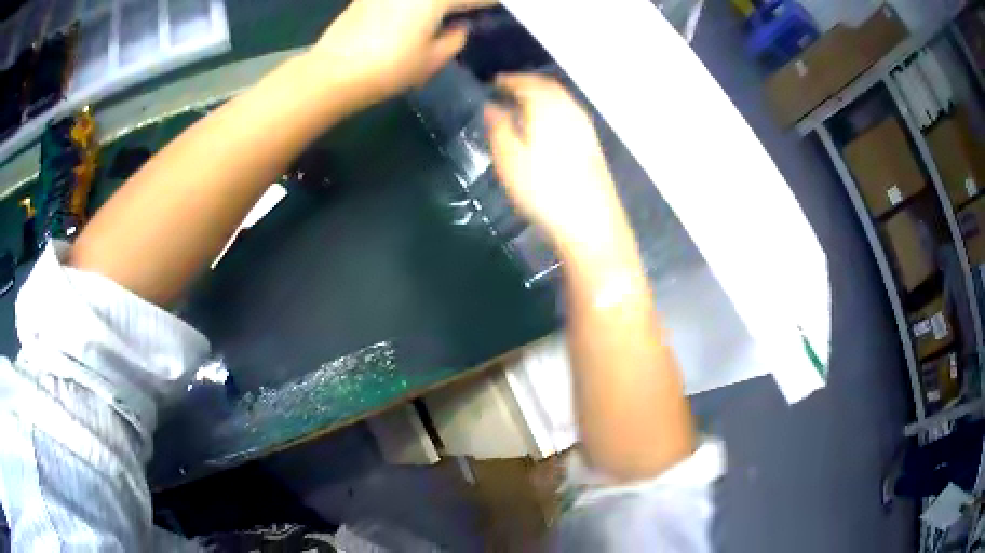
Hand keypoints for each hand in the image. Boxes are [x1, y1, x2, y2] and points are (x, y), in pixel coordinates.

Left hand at [309, 0, 495, 111]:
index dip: (490, 4)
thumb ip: (454, 39)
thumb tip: (459, 27)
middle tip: (468, 11)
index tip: (498, 9)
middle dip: (462, 3)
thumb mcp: (431, 60)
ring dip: (436, 4)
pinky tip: (416, 12)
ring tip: (444, 14)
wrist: (333, 72)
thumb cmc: (387, 69)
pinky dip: (415, 3)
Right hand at [485, 74, 625, 249]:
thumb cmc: (543, 190)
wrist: (591, 223)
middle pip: (548, 86)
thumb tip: (492, 106)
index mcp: (548, 107)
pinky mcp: (592, 144)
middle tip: (507, 88)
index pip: (528, 82)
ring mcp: (585, 127)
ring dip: (541, 95)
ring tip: (522, 103)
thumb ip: (499, 127)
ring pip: (561, 99)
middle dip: (527, 83)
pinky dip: (553, 108)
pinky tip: (545, 123)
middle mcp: (570, 110)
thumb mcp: (509, 159)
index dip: (509, 79)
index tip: (494, 81)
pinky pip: (569, 112)